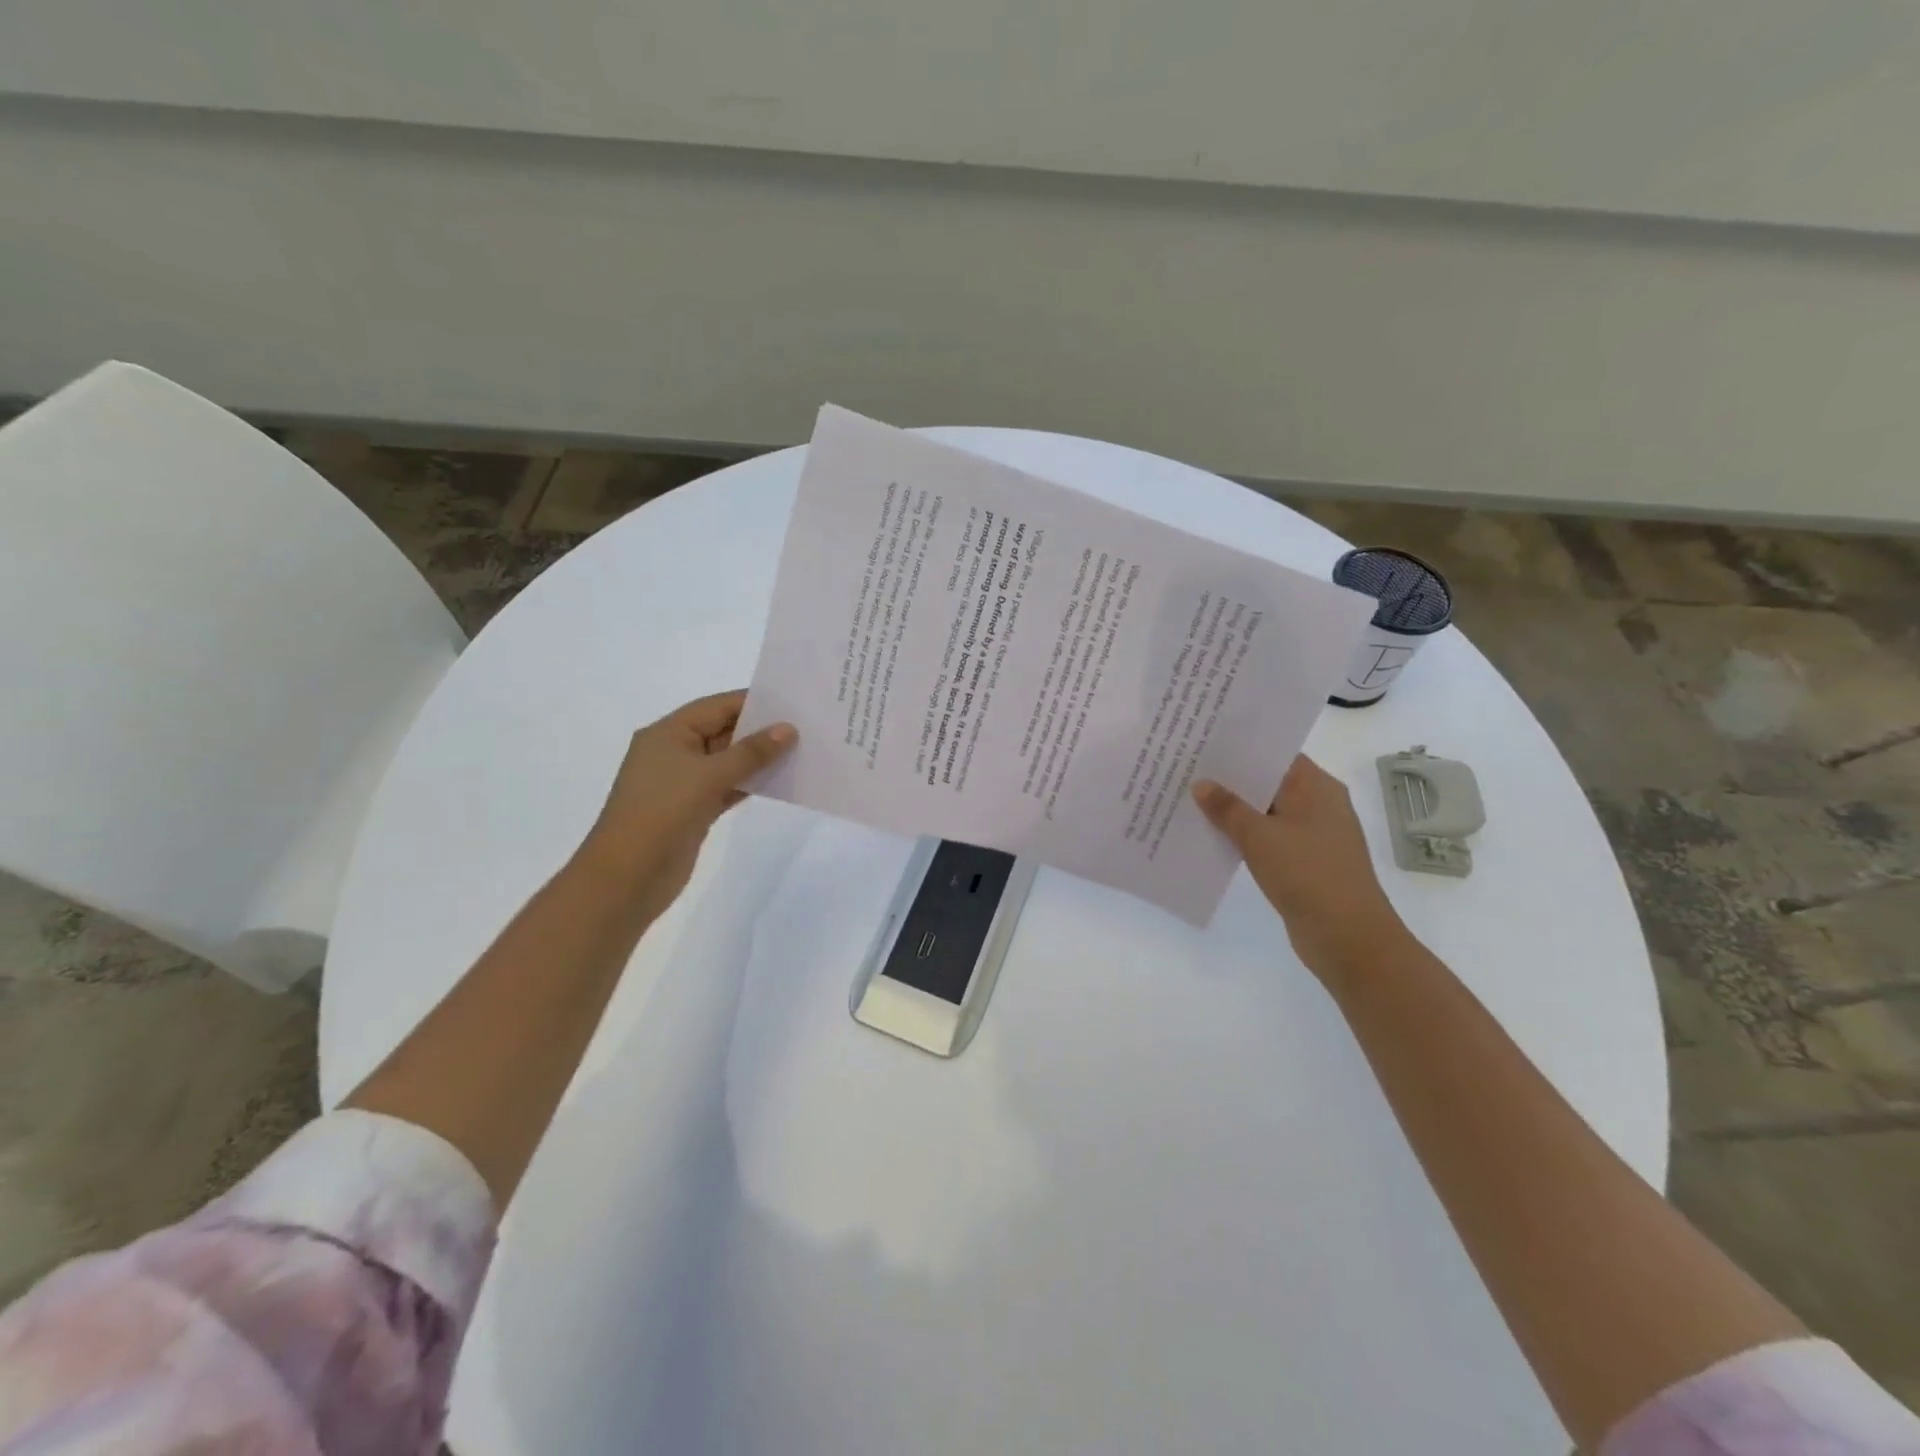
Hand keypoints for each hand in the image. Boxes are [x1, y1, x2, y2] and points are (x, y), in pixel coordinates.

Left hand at [575, 690, 795, 923]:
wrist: (628, 876)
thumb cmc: (663, 812)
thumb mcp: (709, 775)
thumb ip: (751, 751)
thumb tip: (788, 729)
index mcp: (667, 733)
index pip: (716, 707)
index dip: (752, 702)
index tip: (792, 702)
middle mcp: (673, 752)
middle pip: (722, 731)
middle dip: (760, 730)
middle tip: (804, 726)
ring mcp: (682, 783)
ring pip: (727, 762)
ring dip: (758, 759)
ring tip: (800, 751)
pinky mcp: (693, 809)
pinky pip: (727, 787)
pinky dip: (750, 783)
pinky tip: (780, 781)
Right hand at [1193, 755, 1409, 982]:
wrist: (1347, 938)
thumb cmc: (1308, 874)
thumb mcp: (1260, 836)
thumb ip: (1228, 808)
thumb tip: (1201, 784)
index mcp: (1317, 787)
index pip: (1275, 754)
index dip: (1241, 747)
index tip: (1204, 741)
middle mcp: (1318, 805)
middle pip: (1269, 782)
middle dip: (1231, 779)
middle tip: (1187, 768)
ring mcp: (1312, 835)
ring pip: (1265, 812)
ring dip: (1234, 810)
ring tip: (1190, 800)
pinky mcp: (1303, 862)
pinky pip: (1267, 838)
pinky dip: (1243, 836)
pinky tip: (1211, 835)